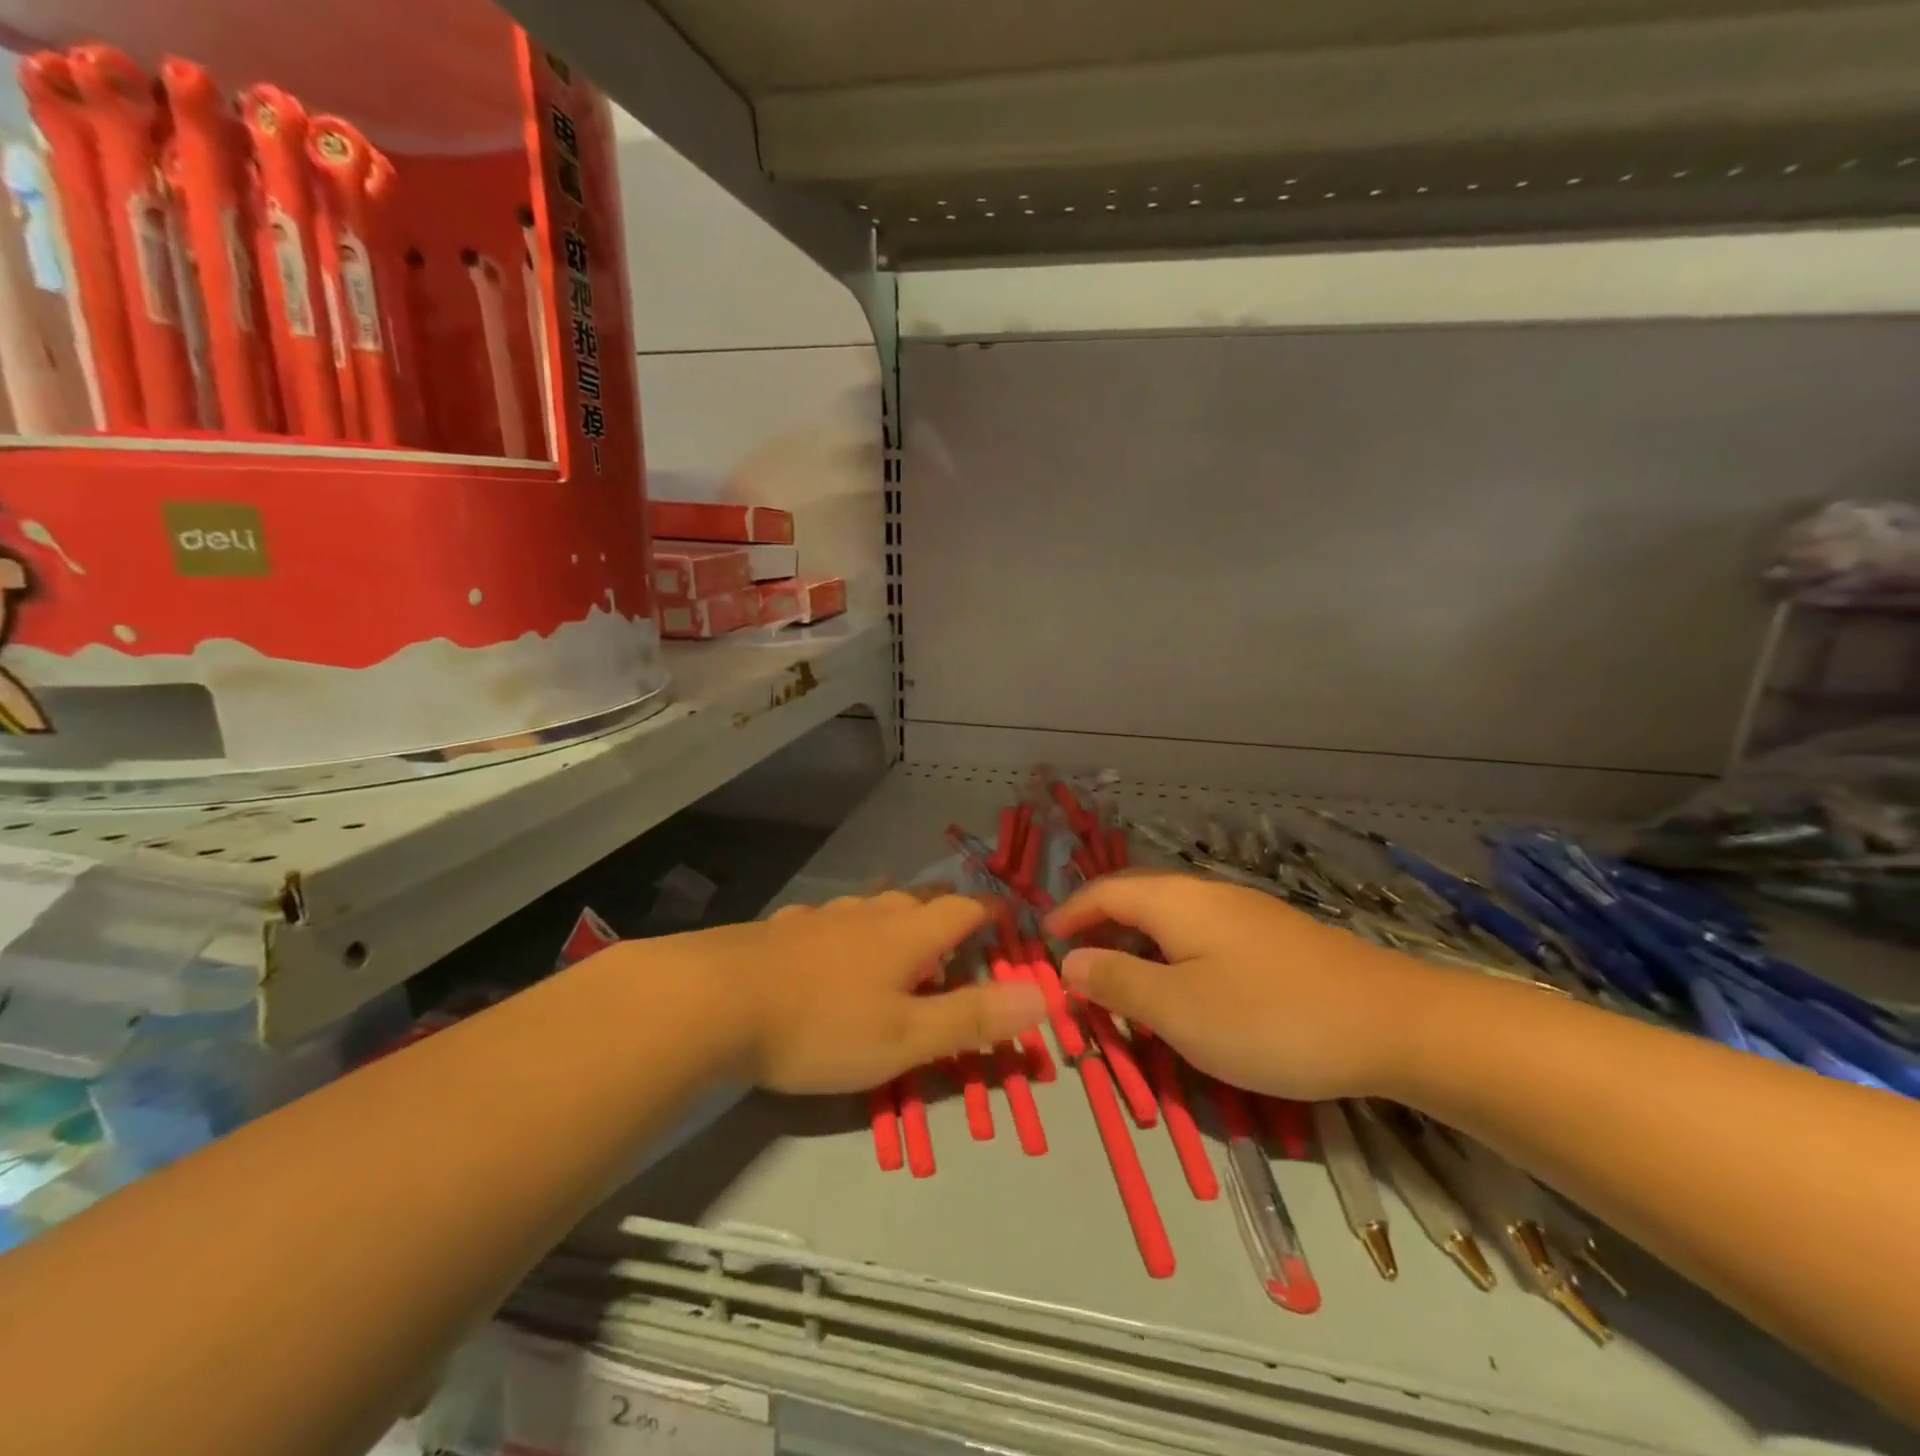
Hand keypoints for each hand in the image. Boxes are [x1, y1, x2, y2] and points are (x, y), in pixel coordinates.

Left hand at [698, 891, 1045, 1094]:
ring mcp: (824, 916)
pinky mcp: (785, 928)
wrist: (716, 1001)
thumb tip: (1044, 996)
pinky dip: (850, 932)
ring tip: (901, 945)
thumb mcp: (905, 1037)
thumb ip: (972, 1019)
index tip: (1009, 924)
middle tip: (958, 940)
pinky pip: (833, 921)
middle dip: (946, 916)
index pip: (964, 910)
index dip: (992, 915)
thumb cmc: (822, 1025)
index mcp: (907, 934)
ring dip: (897, 921)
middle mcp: (870, 913)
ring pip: (874, 907)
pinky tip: (831, 951)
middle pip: (921, 901)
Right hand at [1046, 873, 1437, 1099]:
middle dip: (1101, 928)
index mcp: (1176, 902)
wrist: (1394, 1023)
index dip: (1069, 914)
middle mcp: (1207, 894)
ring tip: (1125, 984)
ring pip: (1172, 920)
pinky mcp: (1276, 939)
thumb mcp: (1179, 1010)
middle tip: (1078, 968)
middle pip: (1137, 899)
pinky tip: (1188, 990)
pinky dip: (1174, 956)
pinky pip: (1203, 936)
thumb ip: (1117, 982)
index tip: (1043, 943)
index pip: (1104, 892)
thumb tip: (1069, 961)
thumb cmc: (1270, 1018)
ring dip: (1138, 944)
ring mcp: (1247, 914)